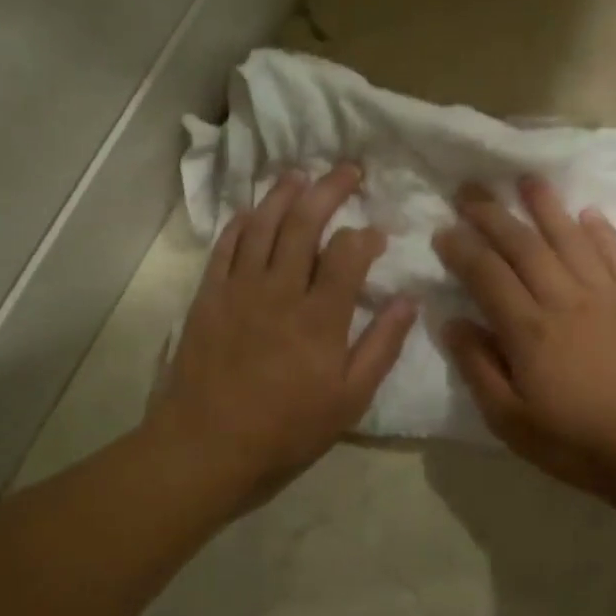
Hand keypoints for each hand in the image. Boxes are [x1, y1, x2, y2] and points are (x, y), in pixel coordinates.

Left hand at [148, 165, 415, 510]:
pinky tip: (250, 211)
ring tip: (300, 175)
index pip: (347, 252)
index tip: (376, 234)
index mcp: (320, 316)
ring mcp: (239, 288)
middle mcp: (279, 289)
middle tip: (347, 170)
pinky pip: (224, 246)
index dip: (365, 235)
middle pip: (304, 222)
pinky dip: (240, 223)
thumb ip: (381, 347)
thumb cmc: (285, 430)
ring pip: (262, 225)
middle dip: (329, 190)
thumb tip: (408, 301)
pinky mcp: (208, 296)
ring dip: (283, 194)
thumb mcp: (349, 400)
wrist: (207, 445)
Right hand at [434, 177, 615, 500]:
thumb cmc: (574, 441)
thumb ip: (478, 367)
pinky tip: (587, 213)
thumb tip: (453, 321)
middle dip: (493, 214)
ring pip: (571, 238)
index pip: (487, 275)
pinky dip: (601, 230)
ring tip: (526, 179)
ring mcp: (607, 296)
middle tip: (470, 190)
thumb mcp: (509, 420)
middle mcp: (565, 300)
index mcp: (529, 331)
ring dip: (546, 206)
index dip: (462, 248)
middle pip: (523, 246)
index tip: (443, 230)